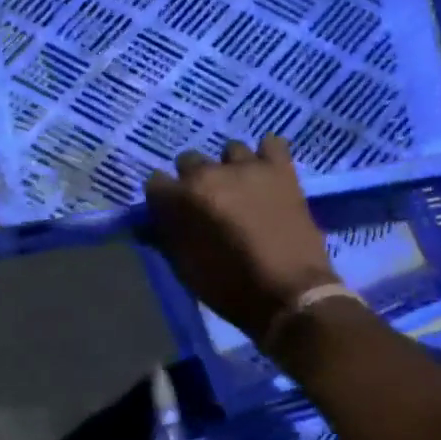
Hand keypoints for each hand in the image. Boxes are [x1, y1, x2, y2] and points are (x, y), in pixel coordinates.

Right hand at [143, 136, 337, 342]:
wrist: (291, 295)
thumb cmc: (231, 288)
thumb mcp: (186, 269)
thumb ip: (164, 239)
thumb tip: (148, 224)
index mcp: (182, 198)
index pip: (156, 182)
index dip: (163, 199)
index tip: (172, 213)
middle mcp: (210, 173)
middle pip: (189, 161)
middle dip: (194, 181)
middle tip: (208, 205)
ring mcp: (248, 167)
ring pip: (230, 151)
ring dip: (230, 168)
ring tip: (241, 189)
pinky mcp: (281, 170)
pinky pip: (271, 144)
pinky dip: (267, 155)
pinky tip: (267, 172)